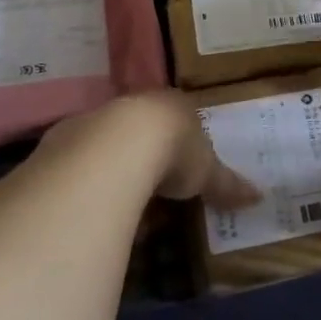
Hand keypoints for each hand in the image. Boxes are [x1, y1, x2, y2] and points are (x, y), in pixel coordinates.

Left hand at [41, 92, 259, 207]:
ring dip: (112, 175)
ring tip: (122, 209)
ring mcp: (92, 125)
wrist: (114, 149)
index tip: (180, 166)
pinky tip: (94, 213)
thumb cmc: (171, 151)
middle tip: (152, 193)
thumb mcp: (206, 171)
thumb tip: (260, 196)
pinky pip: (79, 171)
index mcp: (166, 106)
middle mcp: (128, 108)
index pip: (172, 119)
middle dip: (142, 160)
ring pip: (104, 150)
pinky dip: (88, 190)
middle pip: (137, 133)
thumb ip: (226, 183)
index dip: (176, 142)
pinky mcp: (61, 149)